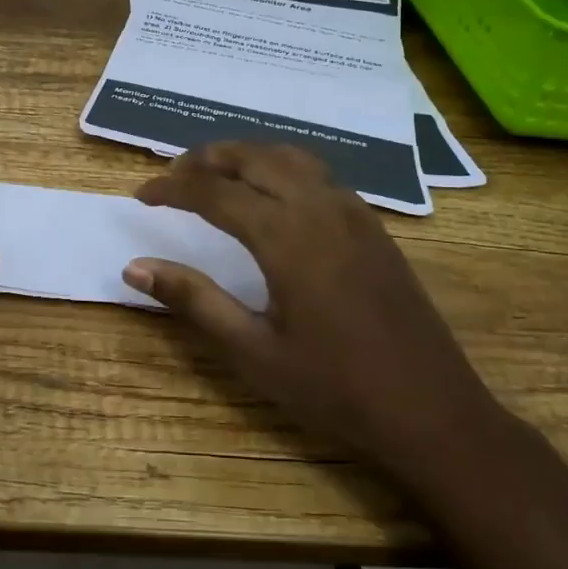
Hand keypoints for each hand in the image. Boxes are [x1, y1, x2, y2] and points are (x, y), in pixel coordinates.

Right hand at [124, 143, 503, 470]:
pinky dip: (282, 168)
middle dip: (207, 158)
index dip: (172, 188)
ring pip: (290, 157)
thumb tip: (135, 266)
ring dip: (247, 156)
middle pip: (253, 157)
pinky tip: (273, 196)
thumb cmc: (336, 390)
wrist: (433, 412)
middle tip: (173, 175)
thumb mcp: (254, 352)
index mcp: (286, 236)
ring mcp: (353, 212)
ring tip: (216, 174)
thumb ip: (194, 301)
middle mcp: (320, 207)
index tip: (141, 194)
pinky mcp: (374, 225)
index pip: (214, 192)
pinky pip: (318, 174)